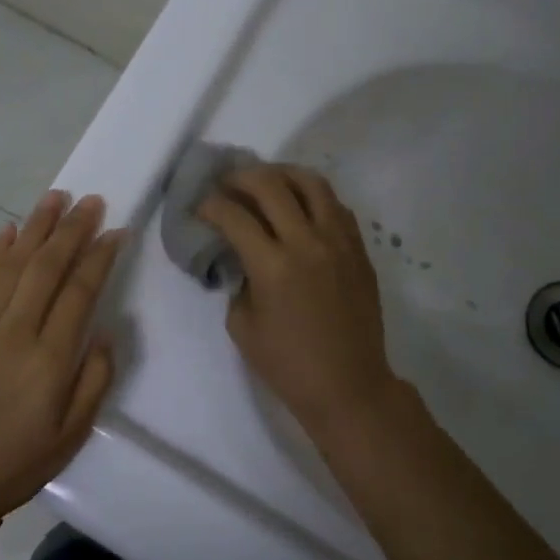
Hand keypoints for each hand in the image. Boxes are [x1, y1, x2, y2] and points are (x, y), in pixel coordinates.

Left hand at [0, 190, 123, 528]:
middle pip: (47, 267)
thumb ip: (95, 379)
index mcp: (50, 359)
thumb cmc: (19, 459)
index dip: (99, 257)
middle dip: (72, 230)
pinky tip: (9, 230)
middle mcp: (16, 331)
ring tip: (55, 198)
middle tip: (90, 201)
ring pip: (13, 263)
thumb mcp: (73, 433)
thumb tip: (104, 331)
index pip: (79, 292)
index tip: (116, 231)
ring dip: (36, 227)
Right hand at [196, 165, 401, 433]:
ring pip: (311, 183)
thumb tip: (241, 256)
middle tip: (226, 184)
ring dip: (281, 174)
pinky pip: (336, 205)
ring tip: (265, 180)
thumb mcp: (242, 326)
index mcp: (273, 266)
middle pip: (270, 185)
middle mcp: (307, 243)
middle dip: (240, 177)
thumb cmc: (288, 364)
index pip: (234, 216)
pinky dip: (313, 196)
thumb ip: (238, 281)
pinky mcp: (358, 249)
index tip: (200, 206)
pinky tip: (299, 205)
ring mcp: (338, 242)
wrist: (349, 386)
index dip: (210, 205)